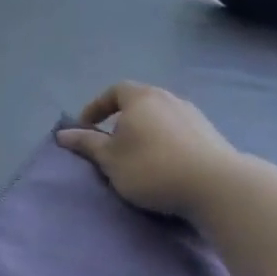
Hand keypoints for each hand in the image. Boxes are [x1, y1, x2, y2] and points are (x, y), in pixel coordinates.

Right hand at [56, 82, 244, 219]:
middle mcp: (169, 98)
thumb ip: (86, 144)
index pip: (115, 90)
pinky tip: (164, 163)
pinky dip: (165, 140)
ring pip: (161, 116)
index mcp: (142, 98)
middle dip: (122, 118)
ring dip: (145, 130)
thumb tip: (62, 134)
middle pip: (140, 101)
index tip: (86, 126)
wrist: (214, 185)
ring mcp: (193, 114)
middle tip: (111, 141)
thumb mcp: (110, 159)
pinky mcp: (210, 133)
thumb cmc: (152, 168)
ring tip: (137, 155)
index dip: (97, 106)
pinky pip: (178, 130)